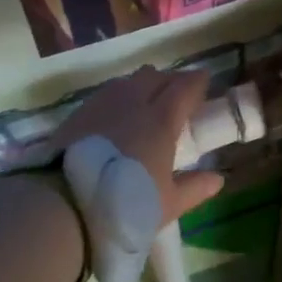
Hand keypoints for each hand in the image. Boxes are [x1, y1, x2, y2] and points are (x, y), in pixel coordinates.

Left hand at [52, 66, 224, 223]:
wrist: (64, 205)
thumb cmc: (125, 204)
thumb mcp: (167, 204)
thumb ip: (194, 188)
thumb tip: (217, 178)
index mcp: (161, 120)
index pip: (184, 87)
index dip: (196, 81)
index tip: (204, 80)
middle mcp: (134, 103)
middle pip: (155, 76)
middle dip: (169, 79)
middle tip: (177, 91)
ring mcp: (102, 105)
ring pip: (128, 81)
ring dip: (142, 83)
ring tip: (146, 97)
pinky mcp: (78, 114)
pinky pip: (106, 93)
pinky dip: (118, 95)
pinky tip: (116, 110)